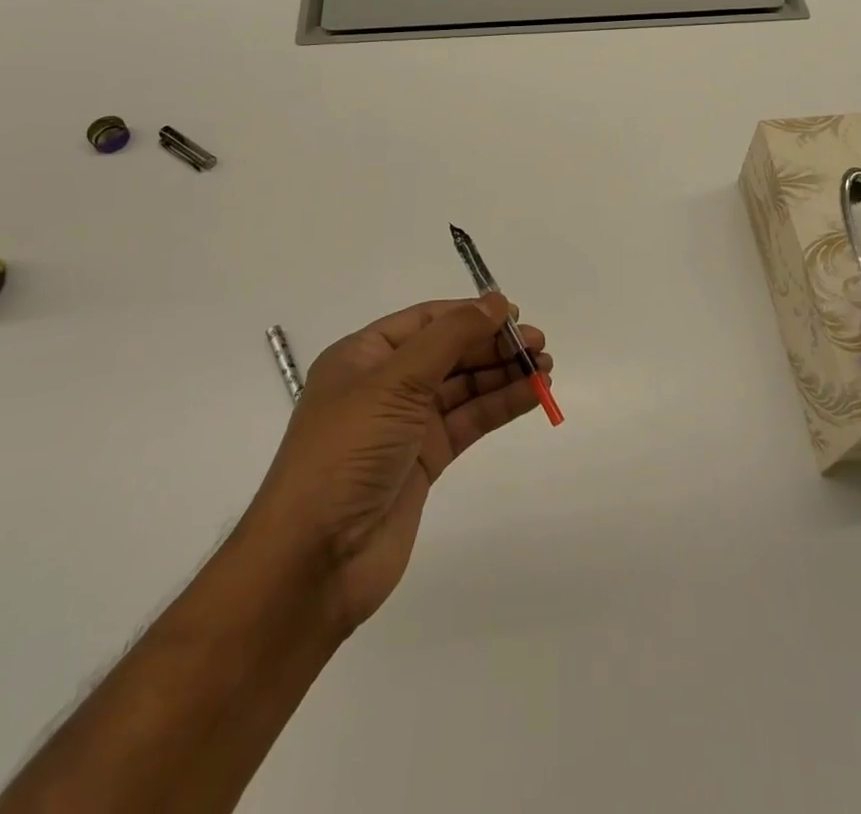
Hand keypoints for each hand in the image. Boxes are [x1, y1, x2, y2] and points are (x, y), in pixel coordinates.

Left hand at [247, 296, 551, 635]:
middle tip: (539, 346)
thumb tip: (496, 302)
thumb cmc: (347, 452)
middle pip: (449, 351)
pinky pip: (468, 422)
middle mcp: (385, 384)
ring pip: (463, 387)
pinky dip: (499, 406)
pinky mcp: (424, 461)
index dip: (471, 313)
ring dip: (502, 374)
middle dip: (493, 345)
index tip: (516, 315)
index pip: (427, 320)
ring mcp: (405, 425)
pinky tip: (532, 395)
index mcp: (364, 356)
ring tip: (545, 369)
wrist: (315, 559)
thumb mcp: (395, 381)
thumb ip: (450, 337)